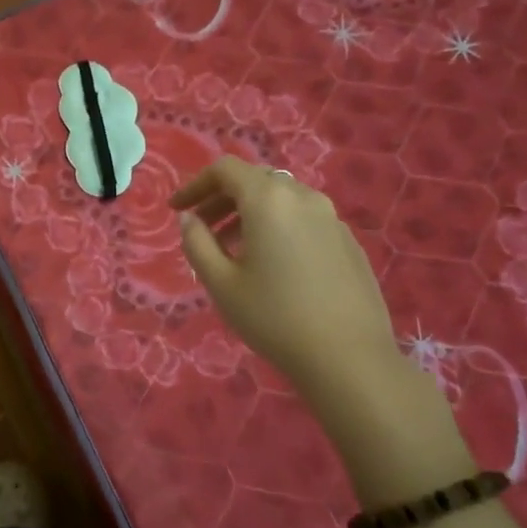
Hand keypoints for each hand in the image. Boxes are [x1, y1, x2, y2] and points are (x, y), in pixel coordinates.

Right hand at [172, 157, 400, 391]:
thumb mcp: (220, 283)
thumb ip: (197, 243)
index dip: (195, 184)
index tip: (177, 210)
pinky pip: (304, 219)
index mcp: (268, 200)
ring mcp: (331, 218)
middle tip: (201, 228)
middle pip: (255, 180)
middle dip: (222, 198)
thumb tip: (189, 219)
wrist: (349, 358)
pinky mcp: (348, 241)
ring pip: (282, 199)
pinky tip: (272, 265)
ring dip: (250, 213)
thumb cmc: (273, 317)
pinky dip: (278, 227)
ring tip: (232, 250)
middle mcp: (303, 197)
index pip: (225, 169)